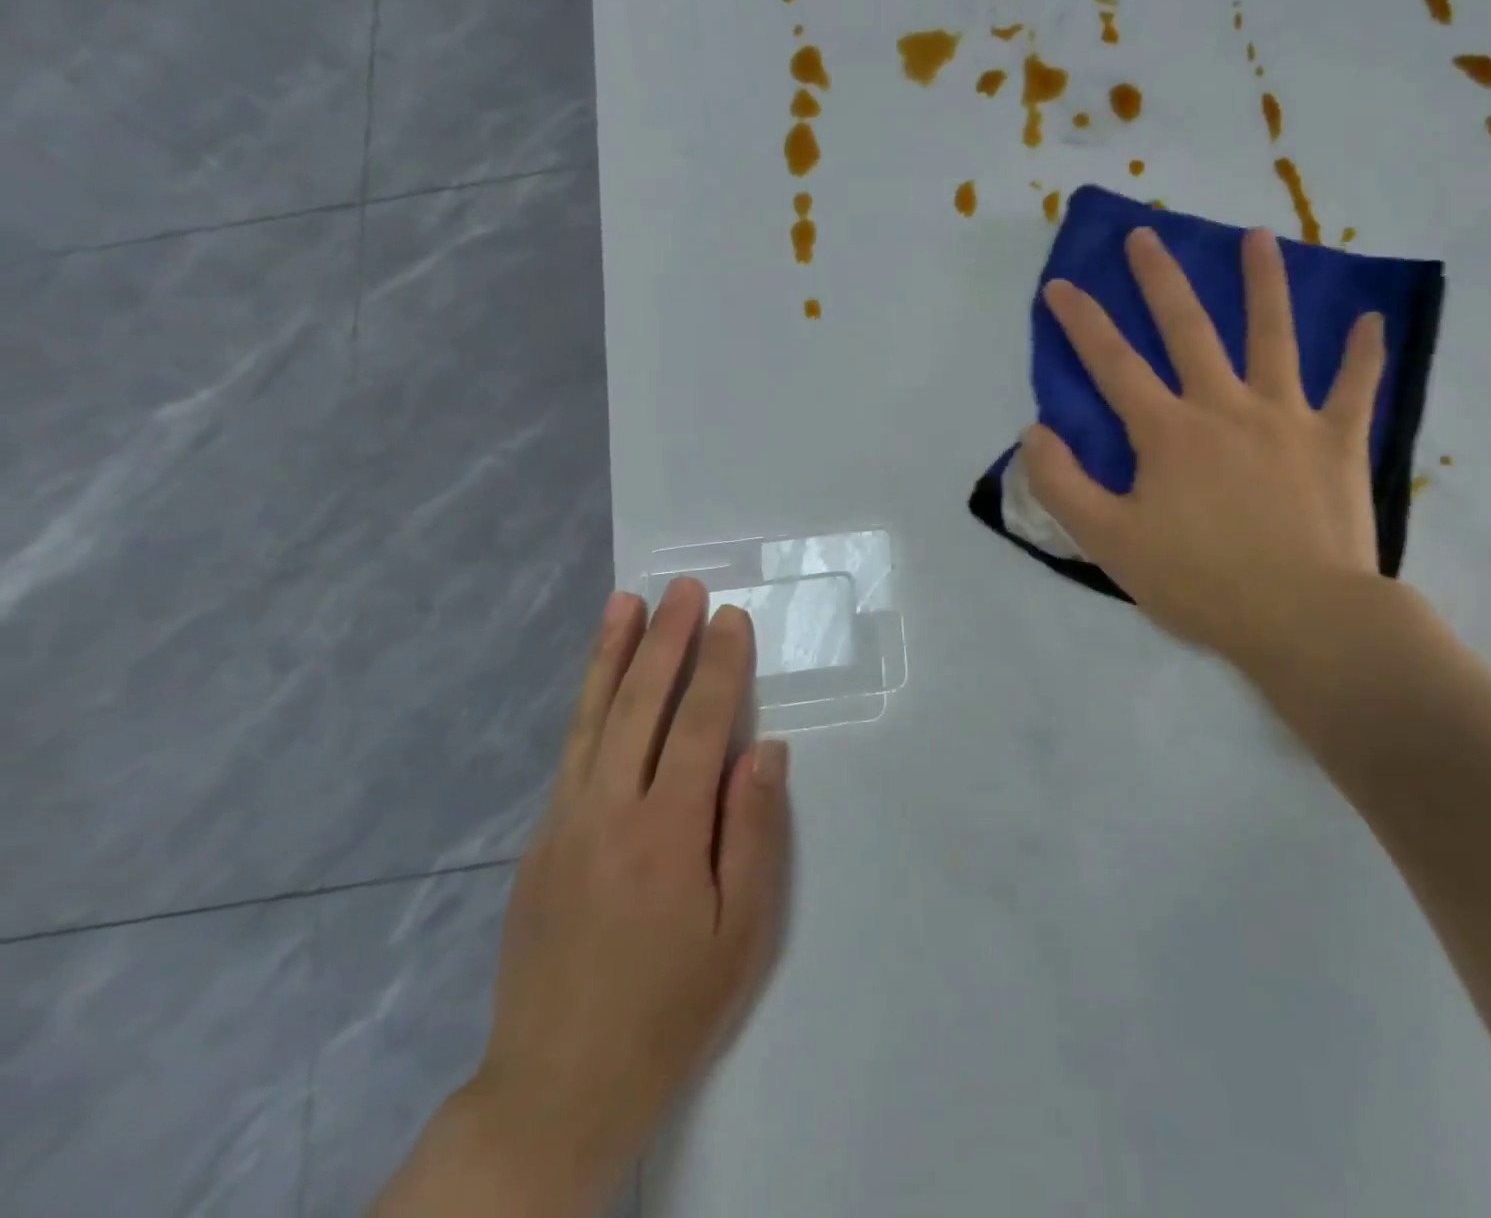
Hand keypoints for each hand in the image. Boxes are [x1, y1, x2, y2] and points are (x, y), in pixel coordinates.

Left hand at [466, 580, 790, 1195]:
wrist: (556, 1088)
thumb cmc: (672, 1007)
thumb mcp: (741, 931)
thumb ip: (753, 831)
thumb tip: (762, 749)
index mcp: (666, 833)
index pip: (697, 724)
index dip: (718, 666)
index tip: (730, 618)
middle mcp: (608, 812)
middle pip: (640, 705)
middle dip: (665, 640)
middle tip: (681, 588)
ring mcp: (564, 823)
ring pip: (592, 719)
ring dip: (611, 655)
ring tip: (623, 604)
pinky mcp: (541, 841)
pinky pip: (571, 752)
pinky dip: (587, 703)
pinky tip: (599, 682)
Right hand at [1022, 226, 1389, 687]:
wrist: (1303, 618)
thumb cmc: (1200, 583)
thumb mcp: (1109, 543)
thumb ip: (1063, 485)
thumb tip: (1036, 433)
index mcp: (1168, 432)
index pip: (1113, 363)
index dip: (1082, 322)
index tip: (1060, 284)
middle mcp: (1225, 407)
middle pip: (1188, 329)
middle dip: (1160, 279)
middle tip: (1145, 235)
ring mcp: (1287, 418)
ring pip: (1274, 336)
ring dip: (1264, 283)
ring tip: (1256, 237)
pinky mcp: (1337, 442)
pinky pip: (1354, 388)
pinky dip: (1363, 354)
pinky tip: (1371, 319)